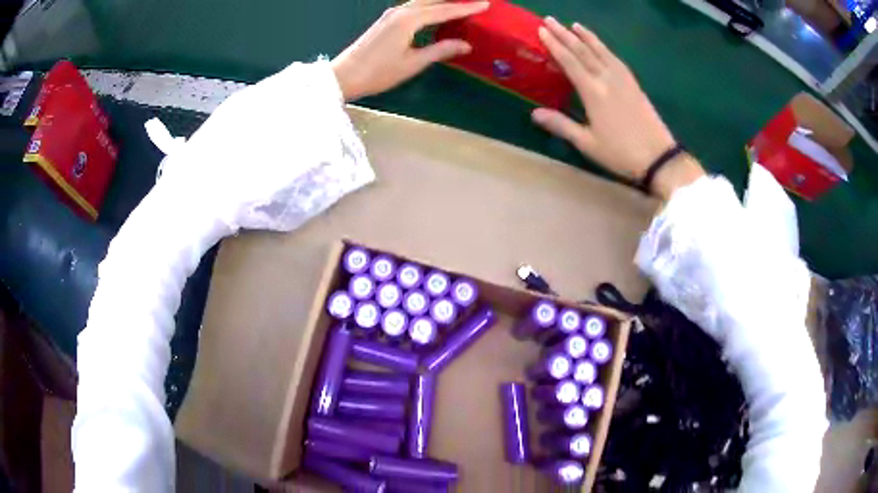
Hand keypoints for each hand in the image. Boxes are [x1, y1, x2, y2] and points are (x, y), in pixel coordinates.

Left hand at [332, 0, 488, 101]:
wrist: (344, 76)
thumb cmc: (378, 72)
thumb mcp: (413, 63)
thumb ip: (440, 50)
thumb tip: (466, 45)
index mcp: (409, 20)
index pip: (444, 10)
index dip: (466, 7)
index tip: (485, 4)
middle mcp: (400, 12)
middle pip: (432, 0)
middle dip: (454, 0)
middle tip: (474, 1)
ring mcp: (391, 15)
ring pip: (422, 2)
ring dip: (441, 2)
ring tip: (459, 4)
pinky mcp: (385, 20)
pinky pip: (413, 7)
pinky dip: (428, 7)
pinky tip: (435, 11)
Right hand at [532, 18, 703, 197]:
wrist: (659, 157)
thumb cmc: (621, 153)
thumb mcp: (587, 143)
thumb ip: (561, 125)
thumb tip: (534, 113)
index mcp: (593, 91)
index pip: (570, 61)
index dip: (554, 45)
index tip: (541, 30)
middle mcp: (607, 78)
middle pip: (583, 51)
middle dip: (565, 34)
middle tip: (550, 20)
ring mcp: (623, 79)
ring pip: (601, 51)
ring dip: (586, 36)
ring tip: (574, 24)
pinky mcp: (634, 83)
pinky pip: (615, 58)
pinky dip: (604, 48)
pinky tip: (600, 45)